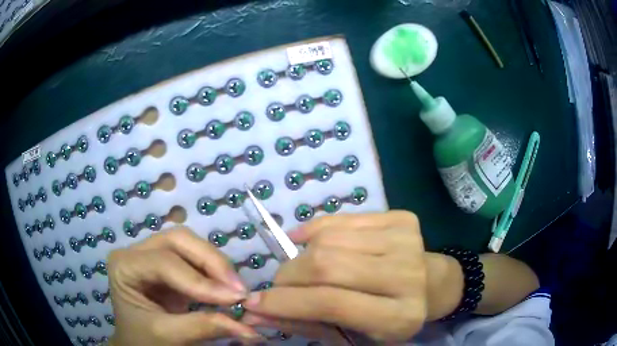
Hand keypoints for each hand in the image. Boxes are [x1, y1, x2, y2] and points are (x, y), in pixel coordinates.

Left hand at [107, 227, 261, 344]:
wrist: (138, 342)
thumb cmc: (143, 340)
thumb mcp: (169, 336)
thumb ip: (205, 327)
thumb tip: (249, 328)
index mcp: (124, 266)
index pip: (164, 262)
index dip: (199, 280)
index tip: (234, 298)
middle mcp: (135, 252)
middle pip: (178, 240)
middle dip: (211, 262)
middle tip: (238, 289)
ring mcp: (151, 254)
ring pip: (189, 243)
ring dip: (215, 264)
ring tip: (236, 289)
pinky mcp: (167, 263)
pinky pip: (194, 257)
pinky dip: (213, 271)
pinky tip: (225, 287)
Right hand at [242, 211, 427, 341]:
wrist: (430, 285)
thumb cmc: (389, 318)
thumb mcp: (351, 333)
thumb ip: (305, 323)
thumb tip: (256, 314)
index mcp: (399, 317)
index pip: (331, 303)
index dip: (286, 301)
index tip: (254, 303)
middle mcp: (407, 276)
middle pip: (328, 265)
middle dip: (289, 275)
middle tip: (278, 284)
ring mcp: (407, 242)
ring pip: (331, 239)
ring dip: (301, 254)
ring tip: (299, 268)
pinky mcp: (403, 219)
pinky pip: (342, 219)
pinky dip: (316, 230)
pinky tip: (308, 242)